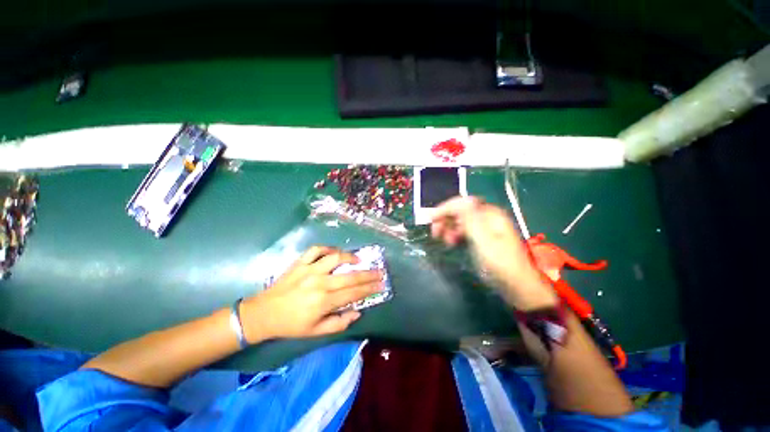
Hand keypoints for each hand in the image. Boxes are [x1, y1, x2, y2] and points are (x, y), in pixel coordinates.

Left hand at [240, 246, 382, 341]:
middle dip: (368, 274)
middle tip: (380, 272)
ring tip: (358, 259)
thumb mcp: (316, 331)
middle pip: (350, 276)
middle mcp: (320, 283)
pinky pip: (316, 250)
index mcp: (324, 301)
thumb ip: (339, 323)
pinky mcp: (300, 263)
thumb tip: (357, 312)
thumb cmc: (291, 325)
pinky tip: (334, 252)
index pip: (354, 293)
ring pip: (335, 258)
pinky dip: (327, 248)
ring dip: (350, 257)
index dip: (370, 289)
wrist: (264, 314)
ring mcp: (309, 270)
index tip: (381, 284)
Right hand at [430, 196, 557, 310]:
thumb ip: (471, 219)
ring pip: (461, 220)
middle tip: (435, 232)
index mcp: (490, 214)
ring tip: (444, 240)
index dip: (445, 208)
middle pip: (461, 210)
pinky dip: (456, 234)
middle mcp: (488, 217)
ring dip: (449, 227)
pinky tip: (453, 242)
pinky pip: (465, 230)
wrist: (517, 286)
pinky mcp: (483, 238)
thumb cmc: (500, 263)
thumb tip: (462, 199)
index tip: (431, 218)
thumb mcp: (483, 241)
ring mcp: (486, 228)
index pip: (463, 203)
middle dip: (446, 219)